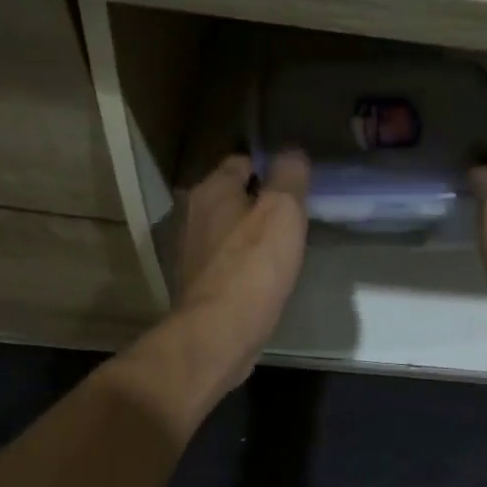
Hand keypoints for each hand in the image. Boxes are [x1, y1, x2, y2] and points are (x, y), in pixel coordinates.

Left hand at [175, 150, 309, 386]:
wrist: (218, 334)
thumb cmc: (253, 266)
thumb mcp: (283, 210)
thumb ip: (289, 175)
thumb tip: (292, 153)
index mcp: (210, 190)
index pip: (242, 161)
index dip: (271, 168)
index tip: (296, 186)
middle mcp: (192, 214)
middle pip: (232, 195)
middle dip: (260, 202)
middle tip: (294, 217)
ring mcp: (190, 250)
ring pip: (227, 228)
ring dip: (250, 233)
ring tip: (282, 248)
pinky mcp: (195, 283)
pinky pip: (225, 259)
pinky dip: (242, 262)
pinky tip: (262, 276)